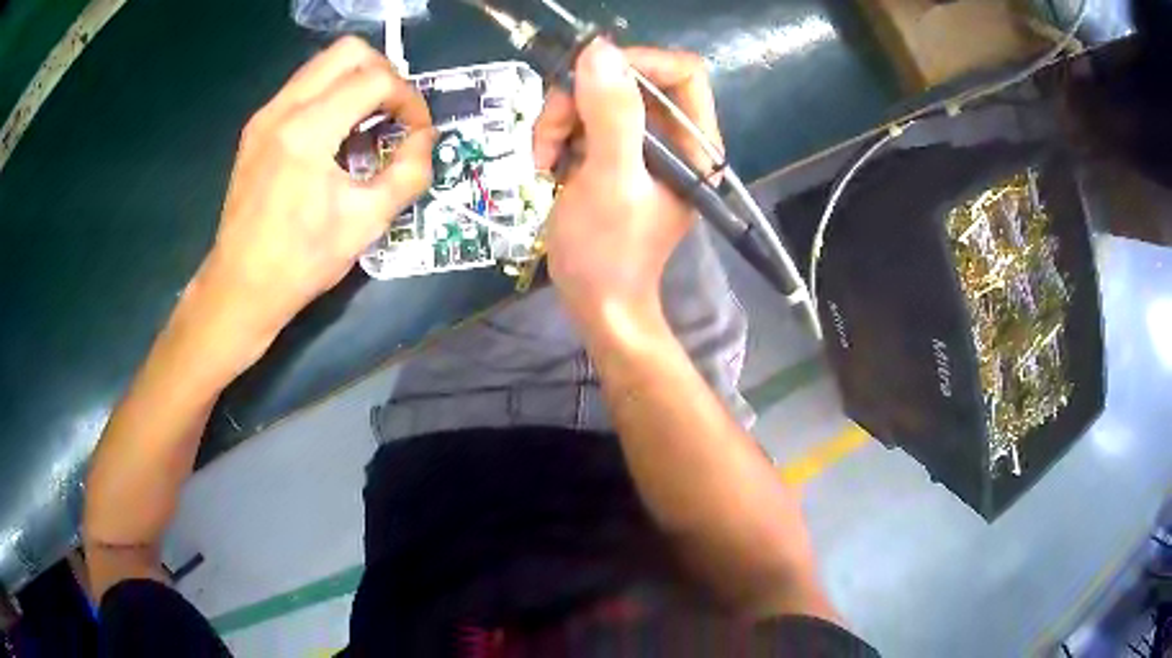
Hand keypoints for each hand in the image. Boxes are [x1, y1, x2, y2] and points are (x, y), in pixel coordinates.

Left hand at [191, 36, 433, 359]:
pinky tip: (337, 135)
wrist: (241, 287)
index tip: (418, 131)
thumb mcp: (367, 221)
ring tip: (370, 121)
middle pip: (347, 52)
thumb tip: (424, 139)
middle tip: (395, 111)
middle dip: (383, 73)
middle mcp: (283, 109)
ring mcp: (265, 116)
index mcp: (308, 131)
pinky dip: (331, 95)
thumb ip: (409, 171)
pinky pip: (303, 87)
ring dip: (356, 81)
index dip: (409, 99)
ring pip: (323, 65)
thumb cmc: (301, 261)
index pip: (375, 80)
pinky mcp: (257, 128)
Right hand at [533, 42, 722, 327]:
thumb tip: (599, 50)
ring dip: (560, 121)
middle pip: (628, 80)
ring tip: (542, 160)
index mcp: (693, 143)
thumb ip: (612, 115)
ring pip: (597, 97)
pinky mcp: (613, 155)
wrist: (596, 302)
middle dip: (580, 99)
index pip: (680, 72)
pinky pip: (582, 121)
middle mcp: (672, 137)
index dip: (636, 63)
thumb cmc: (607, 252)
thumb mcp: (609, 181)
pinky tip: (546, 166)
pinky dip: (557, 136)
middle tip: (549, 135)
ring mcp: (640, 145)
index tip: (587, 78)